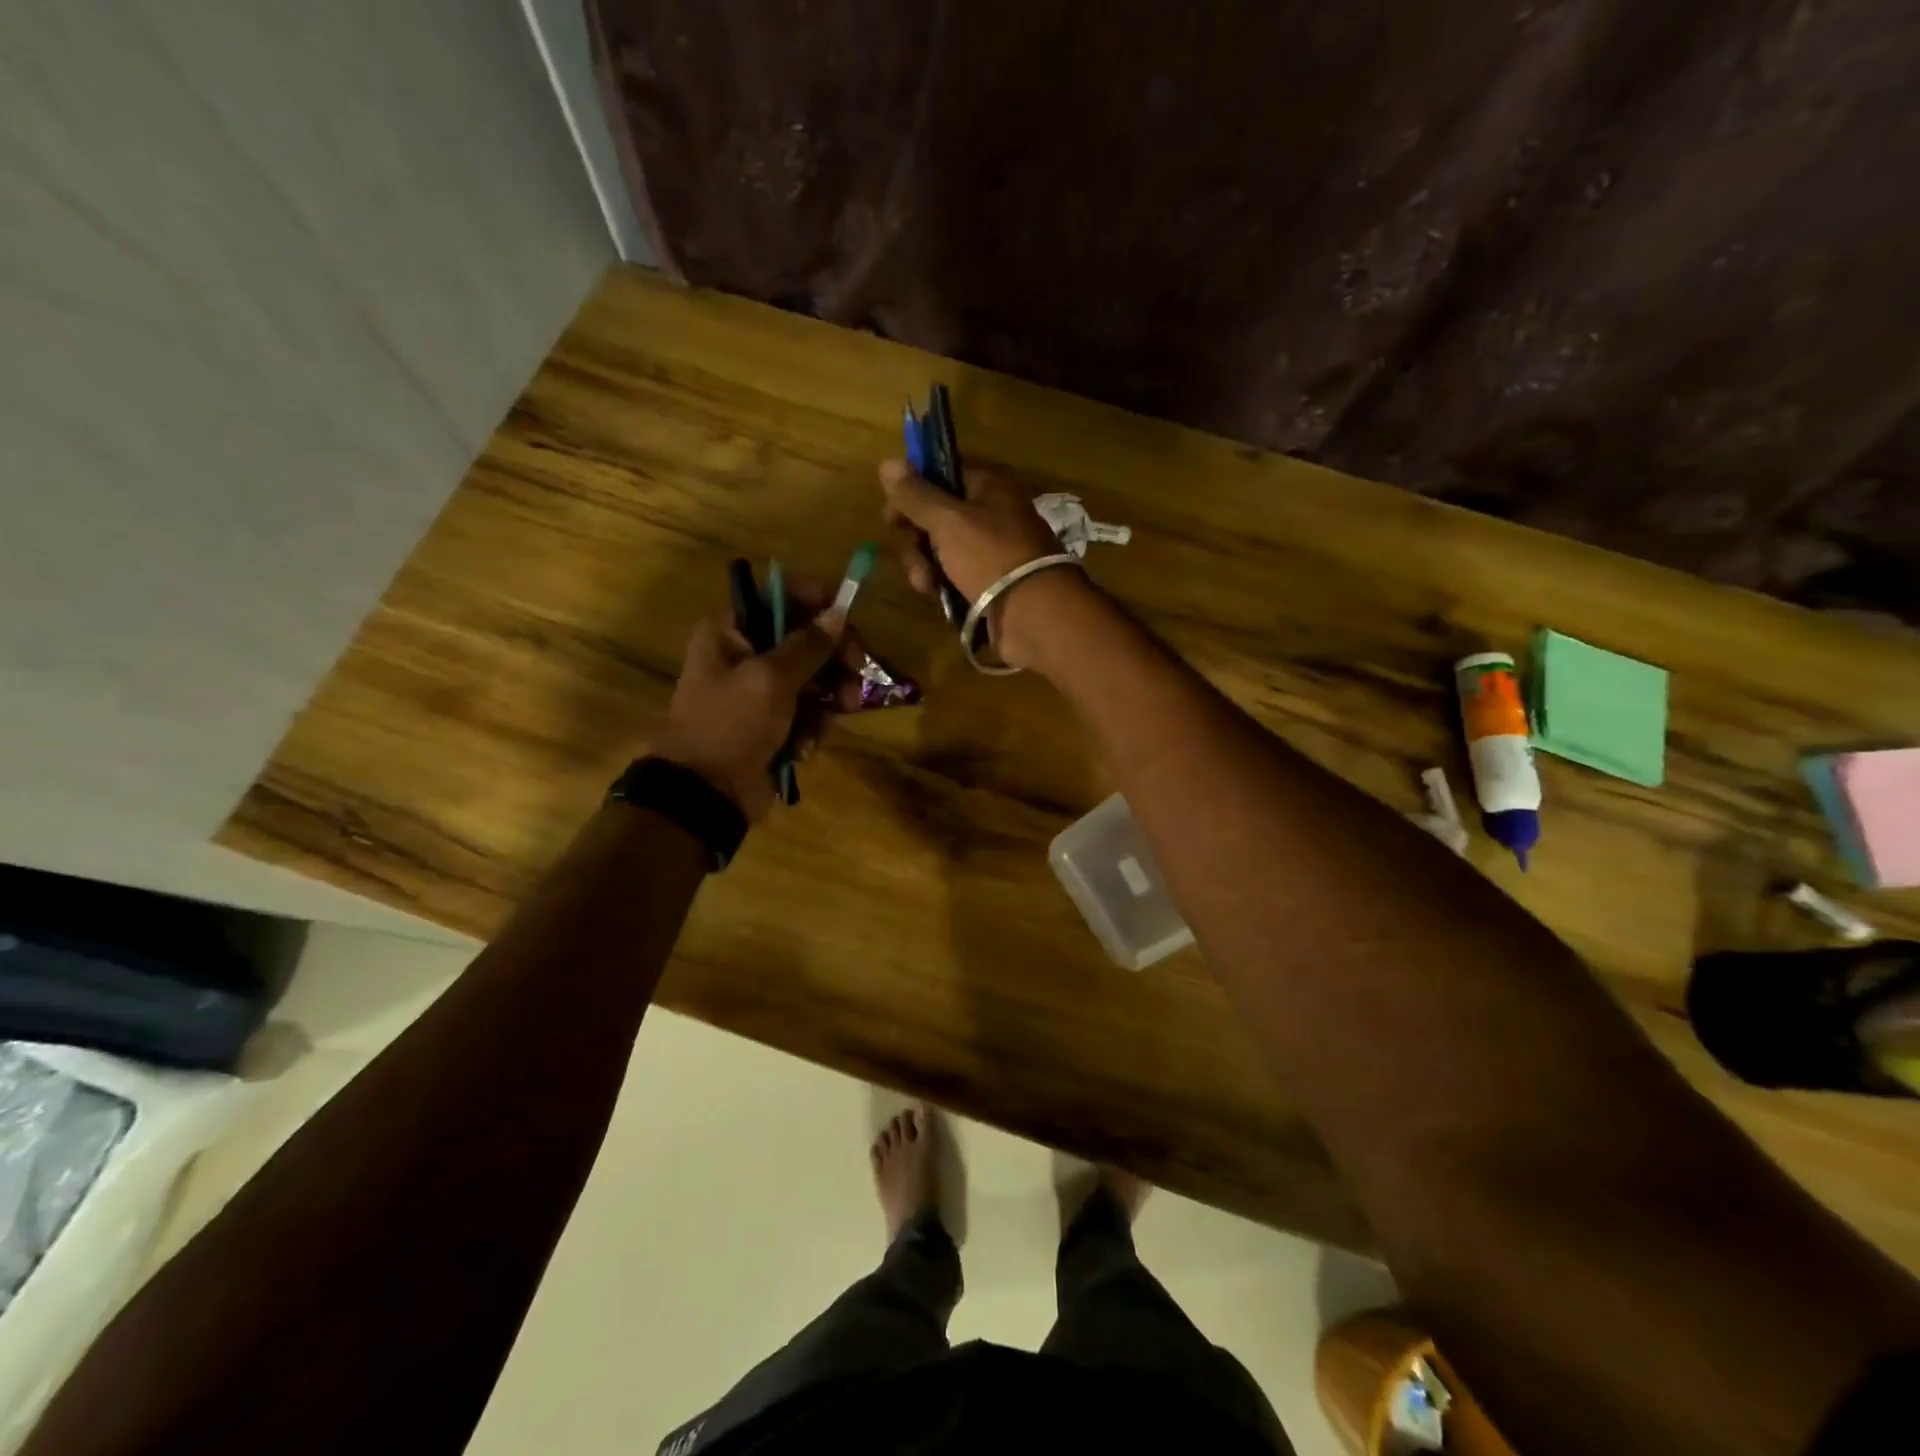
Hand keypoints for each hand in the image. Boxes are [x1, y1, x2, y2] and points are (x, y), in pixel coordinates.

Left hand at [651, 577, 865, 820]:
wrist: (706, 793)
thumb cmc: (731, 725)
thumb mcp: (770, 679)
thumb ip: (808, 645)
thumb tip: (839, 614)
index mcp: (732, 630)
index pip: (782, 595)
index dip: (819, 601)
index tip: (849, 618)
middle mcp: (746, 652)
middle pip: (806, 637)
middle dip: (835, 657)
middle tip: (857, 673)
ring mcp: (761, 690)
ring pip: (815, 676)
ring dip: (831, 695)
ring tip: (841, 712)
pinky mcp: (774, 722)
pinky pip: (809, 710)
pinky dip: (813, 725)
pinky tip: (805, 745)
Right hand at [878, 458, 1088, 668]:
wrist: (1033, 614)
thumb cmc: (992, 556)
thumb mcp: (949, 520)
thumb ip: (915, 495)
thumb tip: (886, 462)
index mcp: (990, 487)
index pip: (944, 474)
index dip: (913, 489)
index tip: (890, 513)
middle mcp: (992, 515)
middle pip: (938, 516)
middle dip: (917, 537)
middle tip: (912, 551)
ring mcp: (990, 552)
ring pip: (941, 550)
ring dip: (924, 565)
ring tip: (926, 583)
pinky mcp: (987, 584)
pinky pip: (953, 577)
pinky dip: (941, 584)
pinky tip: (937, 596)